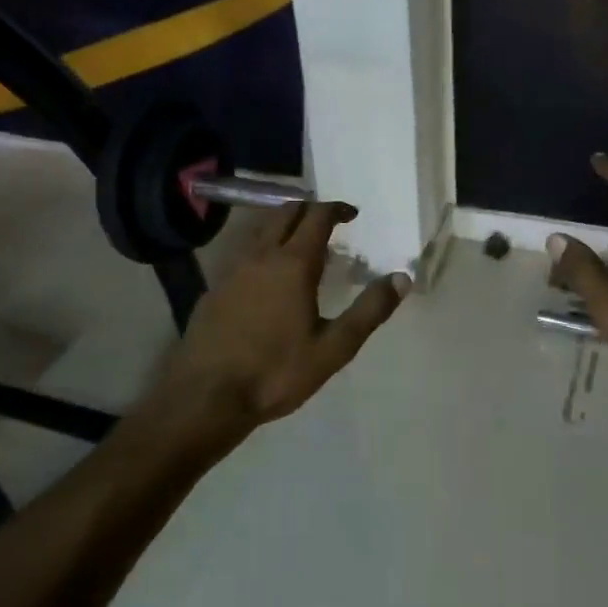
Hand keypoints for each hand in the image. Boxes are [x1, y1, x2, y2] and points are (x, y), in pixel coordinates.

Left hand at [154, 201, 409, 425]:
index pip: (317, 217)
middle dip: (309, 210)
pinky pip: (243, 255)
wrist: (206, 397)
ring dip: (283, 227)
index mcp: (293, 264)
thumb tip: (401, 278)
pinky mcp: (213, 289)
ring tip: (301, 247)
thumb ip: (369, 311)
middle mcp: (260, 256)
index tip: (352, 214)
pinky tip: (267, 279)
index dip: (337, 209)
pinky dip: (263, 251)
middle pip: (285, 213)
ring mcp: (231, 271)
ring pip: (260, 232)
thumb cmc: (276, 372)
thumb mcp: (333, 348)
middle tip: (329, 224)